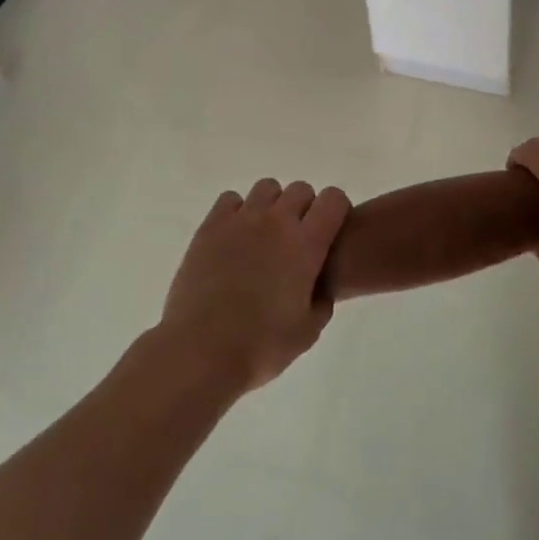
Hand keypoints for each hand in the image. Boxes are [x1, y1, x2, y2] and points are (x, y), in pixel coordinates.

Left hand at [158, 178, 350, 393]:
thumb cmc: (261, 346)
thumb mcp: (308, 332)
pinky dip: (238, 211)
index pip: (333, 199)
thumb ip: (322, 300)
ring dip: (272, 205)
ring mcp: (241, 220)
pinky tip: (234, 237)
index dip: (336, 210)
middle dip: (305, 208)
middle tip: (296, 239)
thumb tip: (319, 284)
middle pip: (300, 189)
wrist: (202, 351)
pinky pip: (231, 199)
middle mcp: (276, 222)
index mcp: (306, 245)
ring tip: (264, 235)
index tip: (330, 231)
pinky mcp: (210, 226)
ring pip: (267, 188)